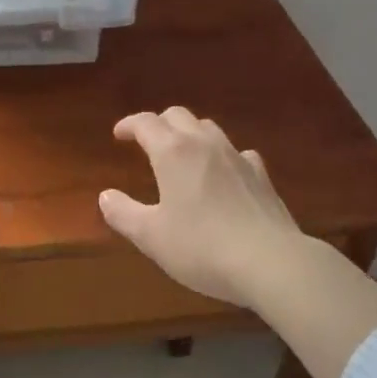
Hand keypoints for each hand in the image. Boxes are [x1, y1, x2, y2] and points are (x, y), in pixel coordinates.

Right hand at [99, 108, 305, 308]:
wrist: (271, 262)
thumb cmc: (202, 247)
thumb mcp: (152, 237)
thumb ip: (124, 214)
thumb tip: (105, 196)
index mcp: (172, 152)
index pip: (146, 123)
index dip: (129, 124)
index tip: (119, 134)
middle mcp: (204, 143)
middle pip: (178, 116)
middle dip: (159, 123)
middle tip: (148, 141)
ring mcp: (236, 156)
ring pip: (208, 128)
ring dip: (190, 133)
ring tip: (183, 153)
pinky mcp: (261, 175)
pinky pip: (237, 152)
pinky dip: (223, 155)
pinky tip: (225, 173)